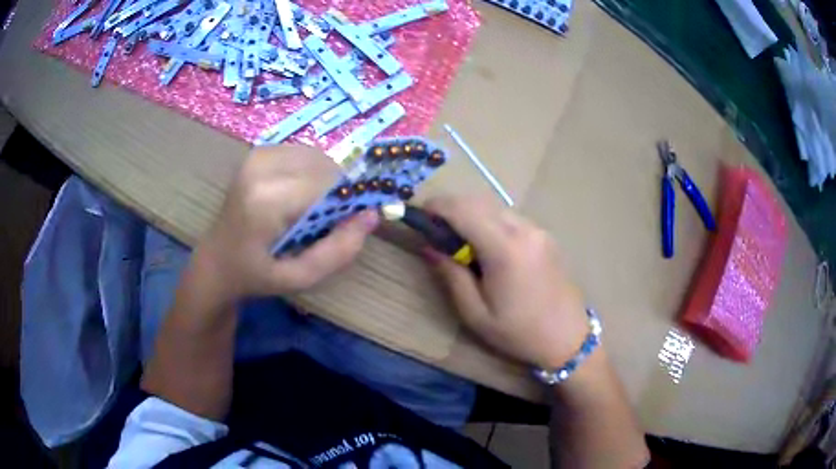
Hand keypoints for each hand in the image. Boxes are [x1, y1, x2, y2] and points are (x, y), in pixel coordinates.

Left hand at [195, 145, 378, 301]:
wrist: (216, 260)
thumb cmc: (255, 275)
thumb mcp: (299, 278)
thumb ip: (338, 251)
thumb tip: (372, 216)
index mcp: (267, 201)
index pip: (329, 185)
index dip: (350, 201)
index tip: (352, 223)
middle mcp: (261, 168)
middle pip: (325, 167)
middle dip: (337, 192)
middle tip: (327, 223)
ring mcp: (257, 155)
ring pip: (317, 158)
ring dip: (325, 183)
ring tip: (310, 212)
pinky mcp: (258, 152)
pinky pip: (304, 155)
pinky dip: (312, 173)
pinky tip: (299, 196)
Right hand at [422, 195, 589, 369]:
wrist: (568, 338)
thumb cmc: (519, 332)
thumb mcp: (476, 314)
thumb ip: (451, 275)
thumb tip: (429, 246)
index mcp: (505, 250)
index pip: (464, 210)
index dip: (437, 206)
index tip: (420, 214)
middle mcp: (524, 230)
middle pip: (479, 201)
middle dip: (452, 207)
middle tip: (435, 229)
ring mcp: (538, 230)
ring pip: (496, 207)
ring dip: (472, 214)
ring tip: (459, 240)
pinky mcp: (546, 236)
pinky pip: (511, 218)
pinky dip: (490, 221)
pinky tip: (487, 245)